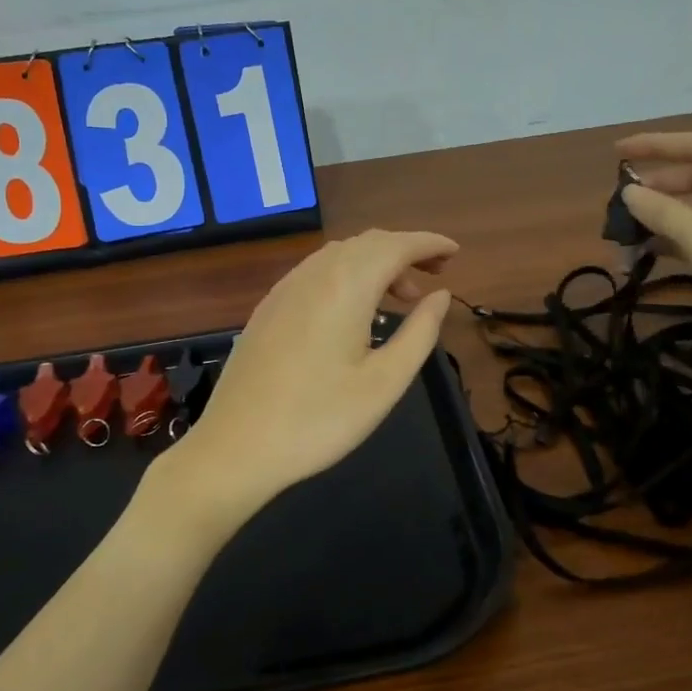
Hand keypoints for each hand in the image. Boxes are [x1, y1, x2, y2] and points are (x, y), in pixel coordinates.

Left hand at [165, 229, 456, 525]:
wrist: (236, 447)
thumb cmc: (320, 419)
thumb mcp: (385, 382)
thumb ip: (419, 332)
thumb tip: (441, 295)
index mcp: (346, 286)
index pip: (396, 246)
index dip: (429, 243)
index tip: (455, 253)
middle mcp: (313, 275)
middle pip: (367, 243)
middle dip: (405, 251)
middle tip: (434, 277)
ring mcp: (285, 289)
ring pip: (339, 256)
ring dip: (375, 264)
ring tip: (400, 298)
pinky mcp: (268, 308)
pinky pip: (317, 273)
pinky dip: (347, 276)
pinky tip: (354, 311)